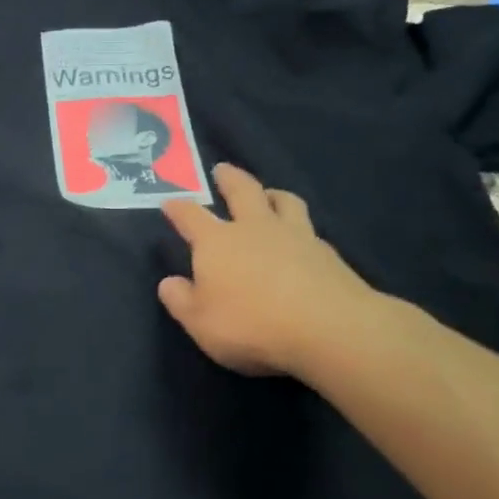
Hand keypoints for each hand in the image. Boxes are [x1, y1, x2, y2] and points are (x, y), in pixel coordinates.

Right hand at [159, 164, 398, 381]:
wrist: (329, 328)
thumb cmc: (252, 325)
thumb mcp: (201, 323)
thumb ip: (181, 301)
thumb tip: (168, 283)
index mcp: (217, 242)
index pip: (191, 216)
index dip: (178, 208)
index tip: (169, 202)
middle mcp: (254, 228)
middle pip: (242, 191)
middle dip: (229, 178)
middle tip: (223, 169)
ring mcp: (295, 236)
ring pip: (284, 201)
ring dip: (273, 194)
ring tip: (269, 195)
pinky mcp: (327, 253)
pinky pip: (310, 231)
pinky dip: (301, 230)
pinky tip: (303, 241)